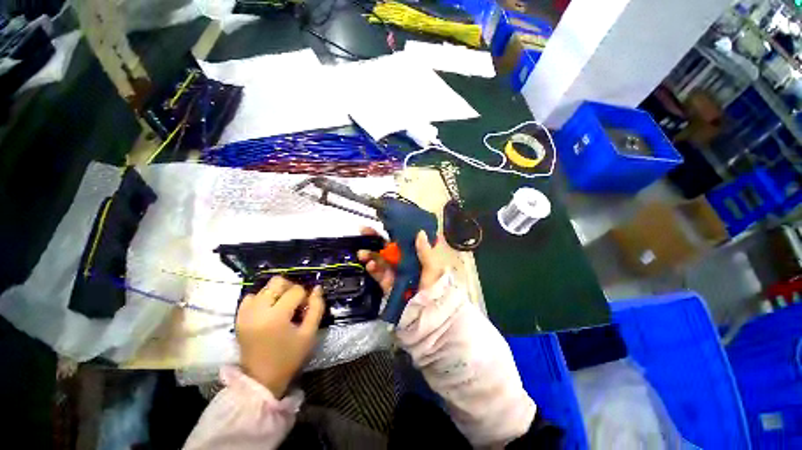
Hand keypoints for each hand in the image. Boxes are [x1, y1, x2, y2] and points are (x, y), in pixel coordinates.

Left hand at [236, 277, 324, 397]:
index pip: (296, 290)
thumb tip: (317, 288)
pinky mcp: (239, 317)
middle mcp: (258, 310)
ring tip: (282, 307)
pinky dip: (262, 298)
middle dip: (290, 288)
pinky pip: (251, 297)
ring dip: (277, 293)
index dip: (305, 296)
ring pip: (264, 287)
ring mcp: (245, 313)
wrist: (261, 379)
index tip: (306, 308)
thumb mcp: (309, 333)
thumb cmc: (289, 357)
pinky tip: (269, 309)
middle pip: (277, 282)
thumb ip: (316, 307)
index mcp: (276, 316)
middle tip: (296, 302)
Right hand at [357, 227, 444, 295]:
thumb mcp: (433, 268)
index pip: (402, 239)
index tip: (382, 222)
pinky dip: (373, 269)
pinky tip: (370, 265)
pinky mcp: (388, 284)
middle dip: (375, 239)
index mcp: (414, 255)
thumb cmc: (434, 287)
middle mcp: (403, 261)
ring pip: (380, 259)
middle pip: (387, 247)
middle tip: (363, 230)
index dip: (392, 230)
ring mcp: (394, 272)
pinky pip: (378, 275)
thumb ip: (425, 251)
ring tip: (362, 253)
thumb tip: (420, 232)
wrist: (428, 313)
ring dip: (370, 254)